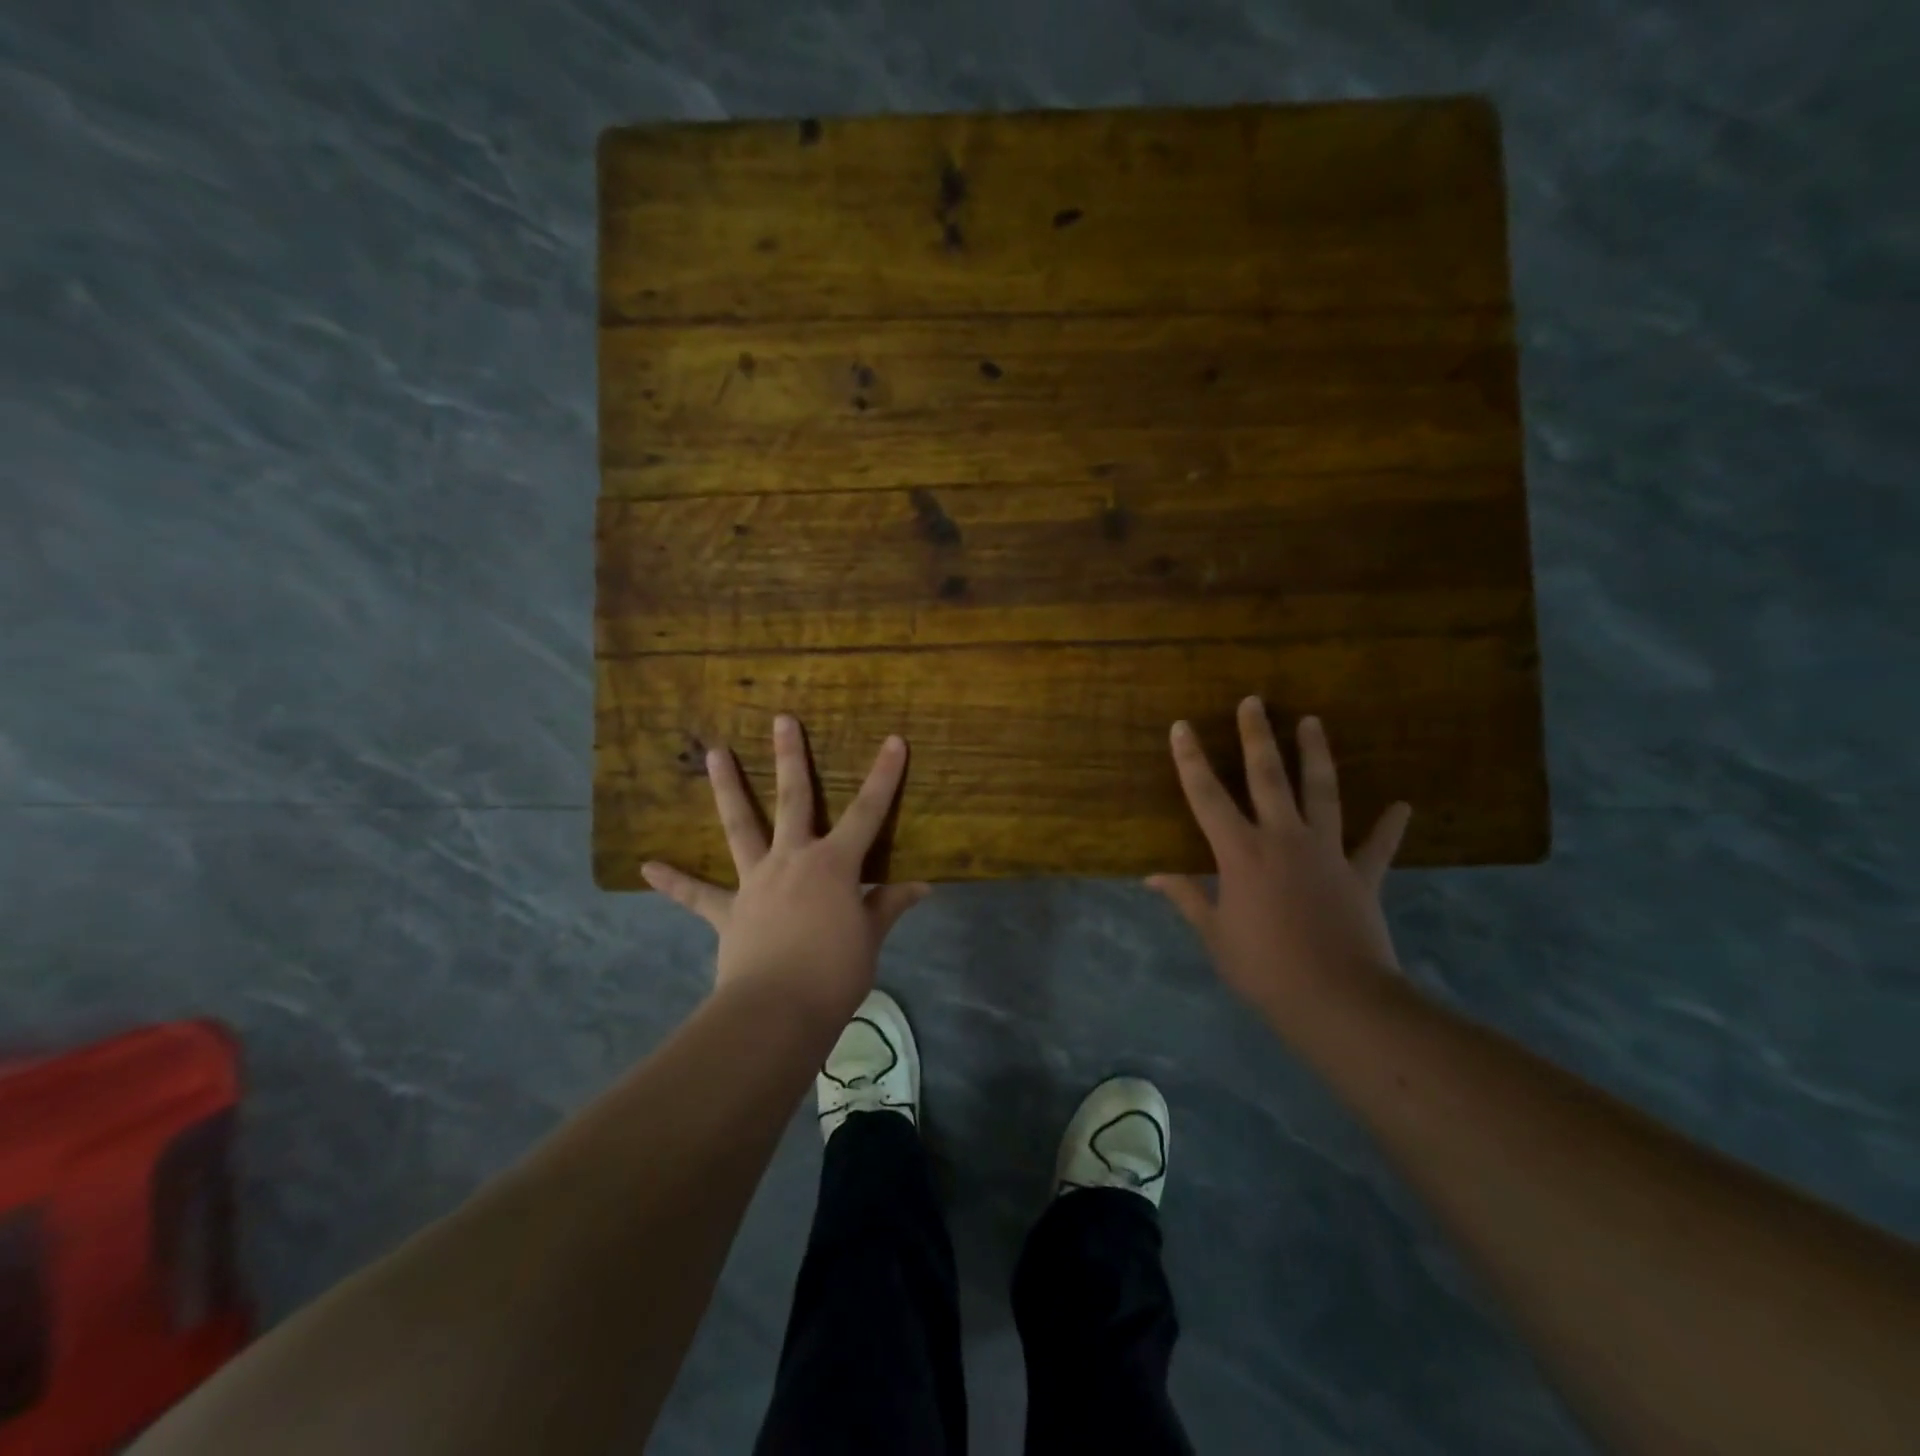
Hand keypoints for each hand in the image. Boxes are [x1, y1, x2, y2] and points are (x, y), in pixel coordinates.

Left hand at [641, 715, 930, 1025]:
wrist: (777, 1011)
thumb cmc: (835, 972)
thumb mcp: (871, 938)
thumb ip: (889, 905)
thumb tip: (922, 885)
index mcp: (834, 865)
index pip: (868, 812)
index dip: (884, 776)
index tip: (893, 741)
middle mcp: (793, 860)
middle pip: (794, 800)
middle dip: (791, 757)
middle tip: (782, 719)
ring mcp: (756, 882)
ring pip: (741, 826)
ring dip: (728, 788)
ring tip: (715, 753)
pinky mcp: (728, 912)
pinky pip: (697, 895)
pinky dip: (674, 881)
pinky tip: (647, 866)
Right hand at [1148, 697, 1411, 1031]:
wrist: (1337, 1000)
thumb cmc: (1263, 968)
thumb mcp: (1215, 934)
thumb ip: (1187, 898)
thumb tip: (1153, 876)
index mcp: (1240, 852)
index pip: (1207, 796)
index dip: (1191, 760)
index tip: (1182, 726)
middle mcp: (1282, 839)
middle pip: (1268, 777)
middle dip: (1258, 736)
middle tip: (1254, 701)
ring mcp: (1326, 852)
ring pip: (1321, 792)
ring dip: (1315, 755)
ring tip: (1313, 722)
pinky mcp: (1362, 875)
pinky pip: (1377, 846)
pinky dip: (1389, 826)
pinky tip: (1401, 806)